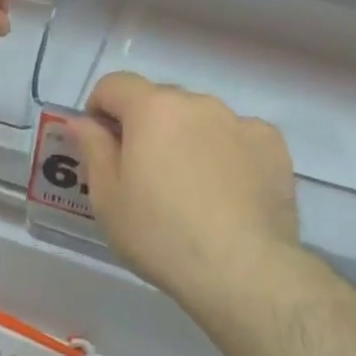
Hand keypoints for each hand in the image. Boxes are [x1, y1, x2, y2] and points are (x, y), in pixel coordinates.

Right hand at [72, 73, 298, 303]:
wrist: (242, 270)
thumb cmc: (161, 234)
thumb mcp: (108, 198)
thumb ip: (93, 149)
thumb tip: (81, 122)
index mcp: (153, 108)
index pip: (115, 85)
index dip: (99, 109)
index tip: (100, 145)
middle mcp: (198, 103)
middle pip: (159, 101)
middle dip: (144, 127)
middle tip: (143, 175)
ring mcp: (240, 121)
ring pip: (200, 119)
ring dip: (186, 139)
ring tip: (190, 189)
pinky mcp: (273, 145)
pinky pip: (237, 138)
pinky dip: (225, 153)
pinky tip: (227, 192)